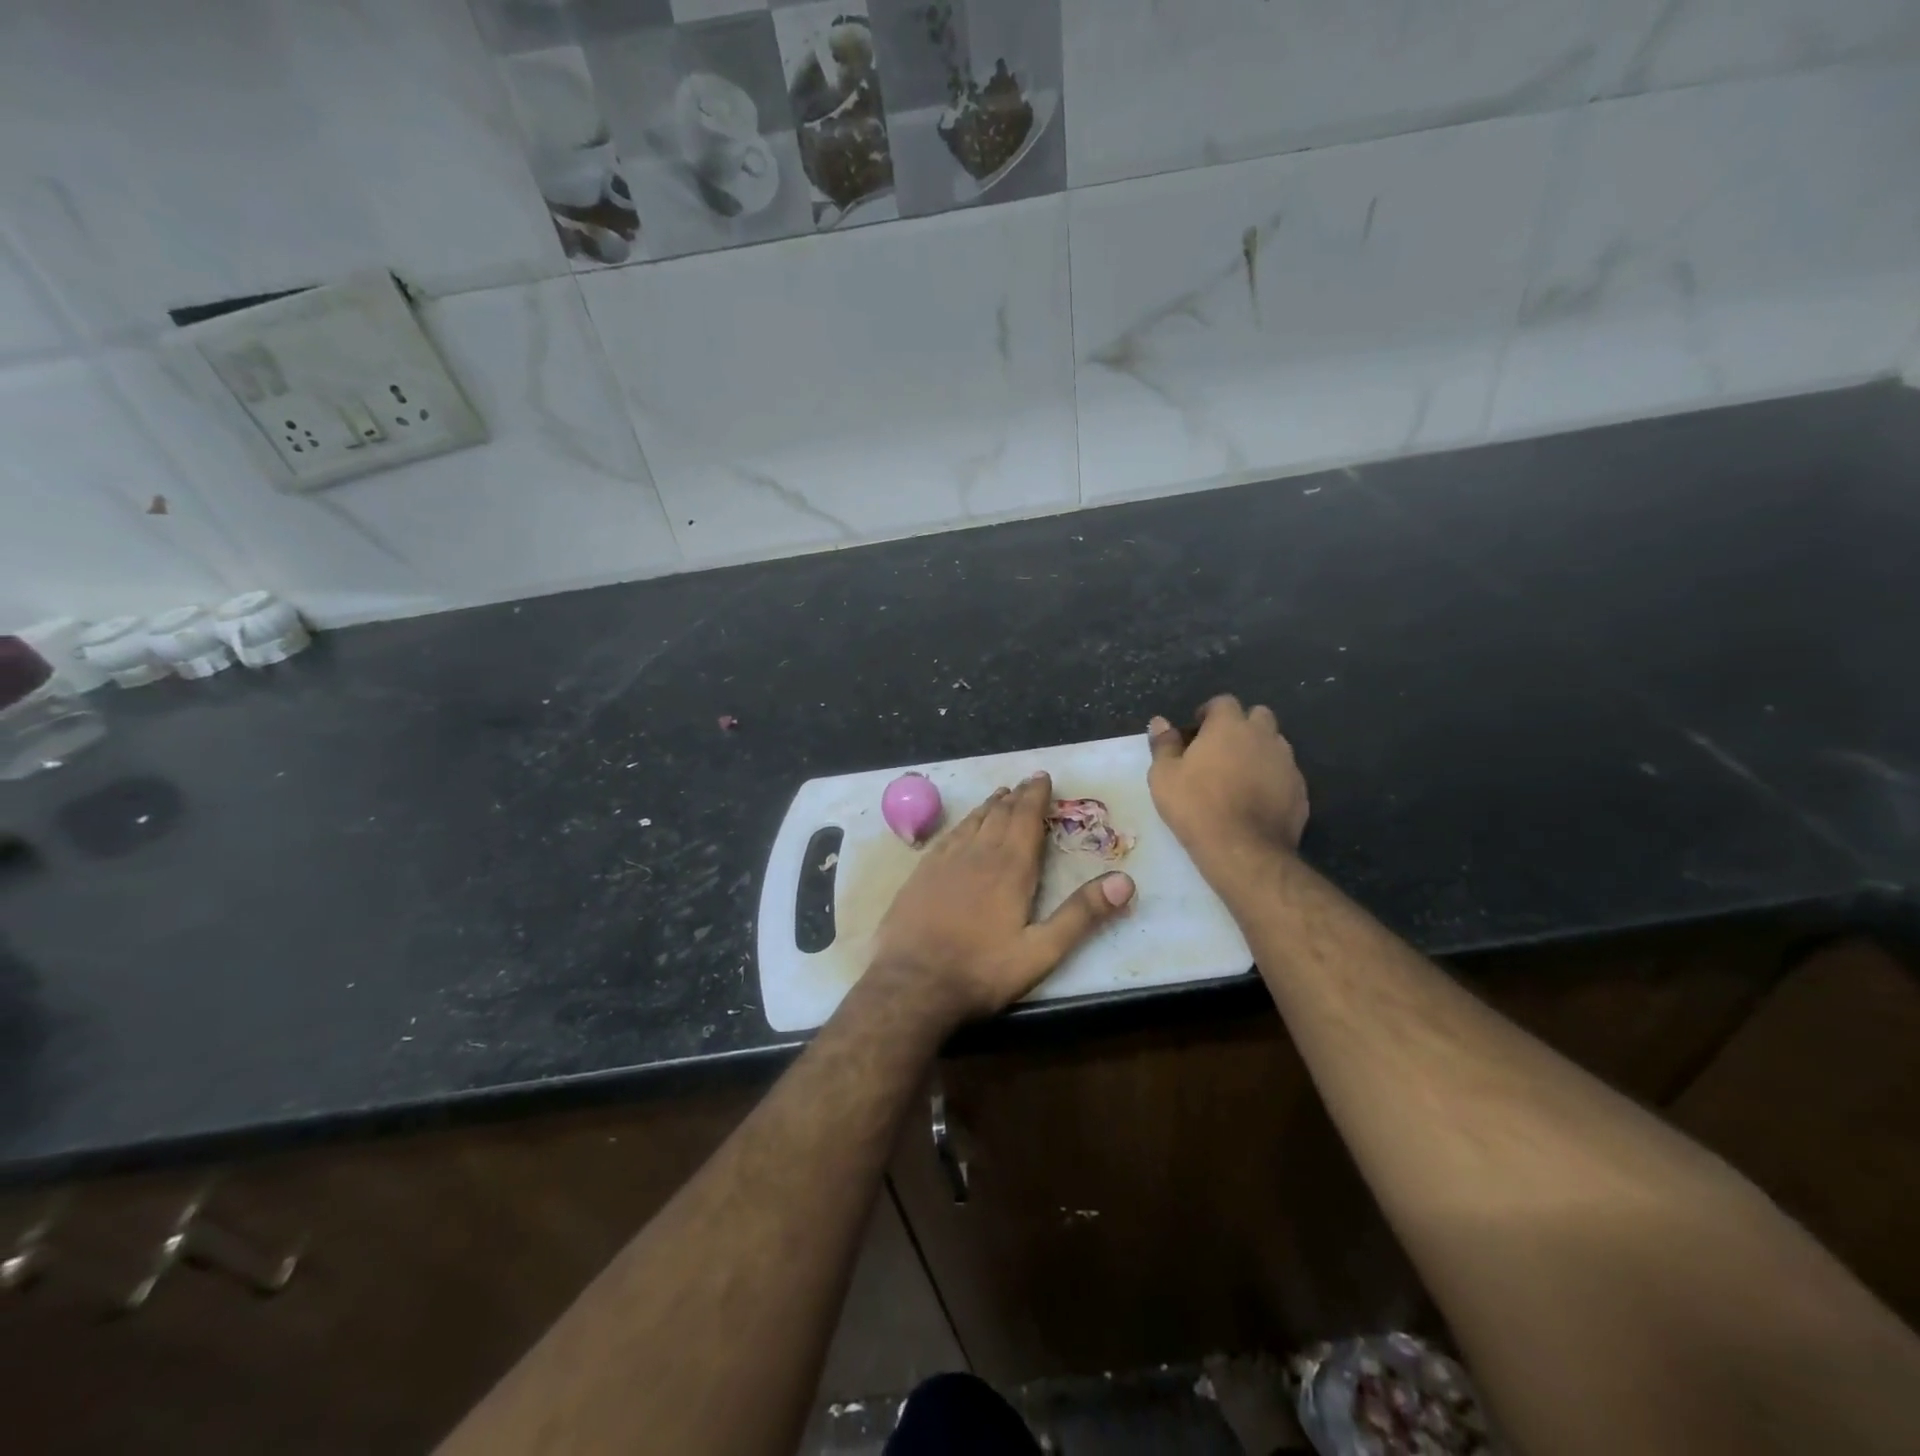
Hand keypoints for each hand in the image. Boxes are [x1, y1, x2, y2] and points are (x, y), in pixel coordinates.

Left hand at [868, 773, 1135, 1029]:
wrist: (912, 984)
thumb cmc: (981, 971)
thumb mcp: (1040, 951)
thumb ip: (1081, 915)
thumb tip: (1125, 880)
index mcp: (1010, 867)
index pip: (1026, 818)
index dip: (1036, 796)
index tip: (1043, 777)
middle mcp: (977, 853)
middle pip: (1000, 814)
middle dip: (1016, 796)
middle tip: (1026, 782)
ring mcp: (945, 861)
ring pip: (972, 822)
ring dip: (989, 806)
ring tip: (1000, 795)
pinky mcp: (921, 873)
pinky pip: (948, 836)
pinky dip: (963, 823)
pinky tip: (963, 826)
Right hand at [1148, 696, 1308, 869]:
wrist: (1243, 849)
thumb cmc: (1196, 806)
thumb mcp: (1164, 775)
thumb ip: (1164, 744)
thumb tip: (1160, 722)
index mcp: (1229, 726)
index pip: (1223, 702)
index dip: (1208, 714)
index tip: (1196, 733)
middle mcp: (1263, 736)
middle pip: (1258, 716)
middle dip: (1241, 726)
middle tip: (1220, 750)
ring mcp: (1287, 763)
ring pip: (1275, 744)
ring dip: (1258, 751)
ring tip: (1239, 776)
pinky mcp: (1300, 790)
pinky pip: (1285, 774)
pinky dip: (1272, 779)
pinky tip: (1256, 800)